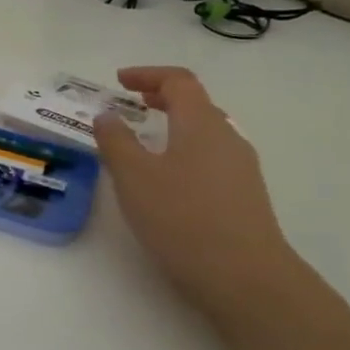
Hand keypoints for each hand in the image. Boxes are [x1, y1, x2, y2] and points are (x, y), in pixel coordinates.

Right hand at [93, 66, 297, 313]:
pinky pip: (210, 156)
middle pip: (197, 103)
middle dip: (162, 97)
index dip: (148, 74)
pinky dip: (184, 148)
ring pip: (205, 131)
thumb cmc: (181, 216)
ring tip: (145, 138)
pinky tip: (166, 175)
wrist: (242, 274)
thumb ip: (116, 140)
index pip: (179, 82)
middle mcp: (226, 137)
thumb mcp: (133, 176)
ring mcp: (240, 167)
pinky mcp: (243, 194)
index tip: (119, 81)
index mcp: (201, 124)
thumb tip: (107, 114)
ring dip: (174, 124)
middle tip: (131, 102)